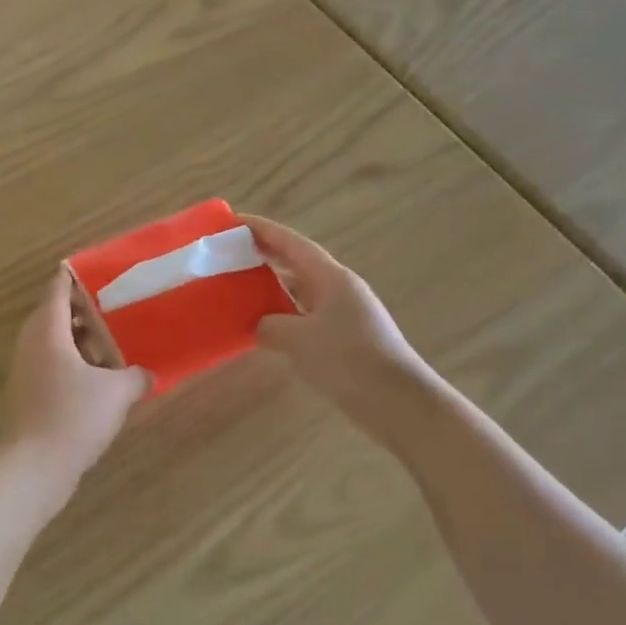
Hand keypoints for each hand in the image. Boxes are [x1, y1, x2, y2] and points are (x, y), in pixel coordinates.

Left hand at [5, 269, 149, 484]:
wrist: (33, 466)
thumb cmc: (72, 416)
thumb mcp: (116, 392)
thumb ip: (135, 376)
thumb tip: (148, 374)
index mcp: (48, 329)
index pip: (59, 288)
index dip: (77, 275)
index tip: (101, 268)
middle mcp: (32, 343)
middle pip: (57, 313)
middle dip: (86, 309)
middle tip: (119, 305)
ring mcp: (28, 369)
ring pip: (56, 342)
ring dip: (82, 340)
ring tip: (117, 340)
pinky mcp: (31, 394)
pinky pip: (55, 366)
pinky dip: (76, 363)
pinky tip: (103, 378)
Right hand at [244, 215, 432, 433]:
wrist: (397, 403)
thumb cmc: (348, 360)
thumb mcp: (298, 340)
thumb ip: (269, 326)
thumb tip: (258, 325)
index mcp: (331, 277)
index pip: (290, 242)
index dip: (261, 229)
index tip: (232, 221)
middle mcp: (337, 289)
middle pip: (295, 262)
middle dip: (263, 254)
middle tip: (228, 253)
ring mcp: (342, 314)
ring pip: (298, 290)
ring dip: (270, 286)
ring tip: (237, 286)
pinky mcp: (342, 338)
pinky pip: (303, 315)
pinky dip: (280, 314)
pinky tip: (261, 326)